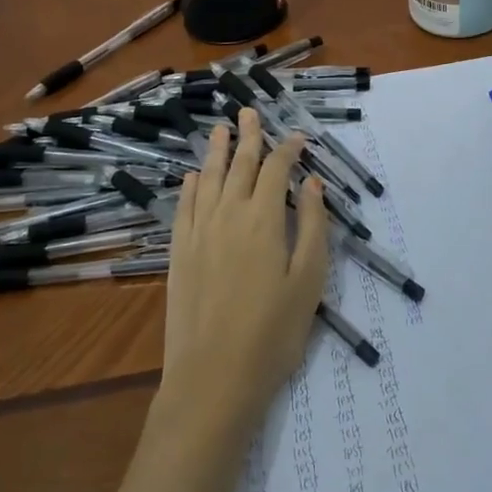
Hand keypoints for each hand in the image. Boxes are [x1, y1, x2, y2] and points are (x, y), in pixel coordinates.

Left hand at [158, 110, 328, 444]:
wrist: (214, 378)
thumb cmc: (273, 332)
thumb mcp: (309, 281)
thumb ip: (312, 227)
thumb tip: (311, 184)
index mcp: (264, 219)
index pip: (276, 170)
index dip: (289, 149)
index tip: (299, 137)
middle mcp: (229, 215)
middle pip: (239, 165)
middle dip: (249, 137)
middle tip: (249, 113)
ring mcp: (199, 233)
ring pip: (208, 179)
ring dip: (216, 151)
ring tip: (220, 129)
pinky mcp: (178, 254)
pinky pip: (184, 208)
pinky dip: (190, 187)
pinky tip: (193, 176)